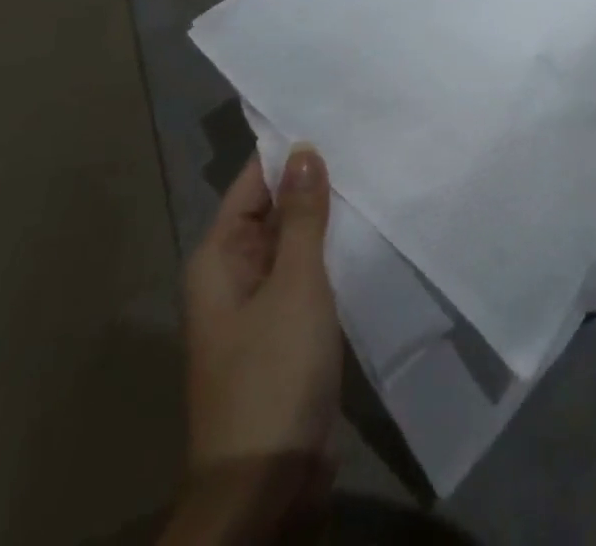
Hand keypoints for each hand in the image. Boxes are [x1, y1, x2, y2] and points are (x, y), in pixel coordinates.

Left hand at [181, 147, 340, 480]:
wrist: (268, 482)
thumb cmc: (273, 372)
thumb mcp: (295, 284)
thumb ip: (302, 215)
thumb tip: (304, 149)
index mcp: (219, 258)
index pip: (254, 182)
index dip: (289, 150)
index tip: (333, 114)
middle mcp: (234, 274)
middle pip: (274, 209)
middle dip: (315, 179)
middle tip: (366, 137)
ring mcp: (261, 304)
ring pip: (296, 242)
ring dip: (328, 216)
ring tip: (376, 171)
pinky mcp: (287, 329)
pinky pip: (309, 273)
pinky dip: (333, 251)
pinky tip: (369, 229)